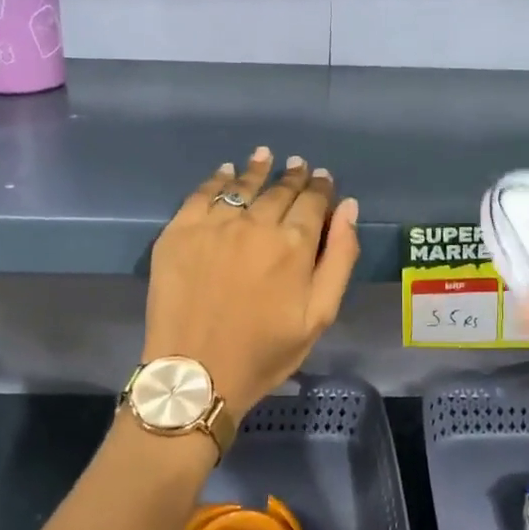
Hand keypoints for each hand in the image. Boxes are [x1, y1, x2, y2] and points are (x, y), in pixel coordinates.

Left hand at [143, 148, 359, 415]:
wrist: (196, 373)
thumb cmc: (264, 352)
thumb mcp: (319, 315)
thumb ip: (340, 258)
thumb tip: (349, 208)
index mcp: (294, 245)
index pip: (312, 202)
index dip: (320, 187)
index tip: (322, 178)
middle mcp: (255, 224)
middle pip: (279, 190)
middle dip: (293, 176)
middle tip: (298, 164)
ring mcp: (214, 225)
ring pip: (242, 185)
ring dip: (258, 169)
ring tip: (266, 156)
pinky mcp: (179, 231)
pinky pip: (202, 193)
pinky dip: (218, 179)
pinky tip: (226, 171)